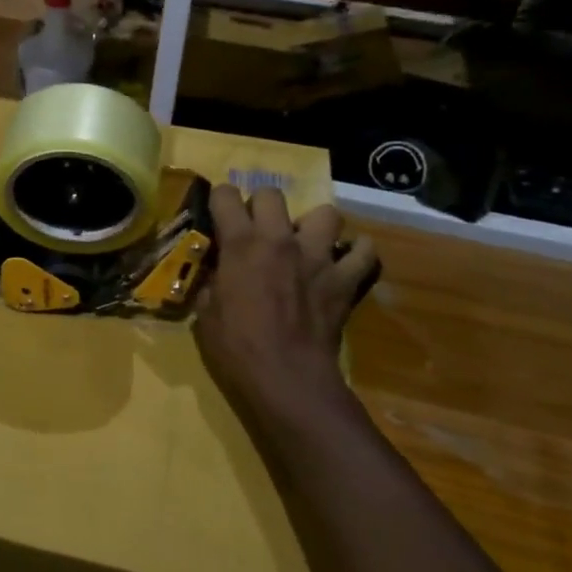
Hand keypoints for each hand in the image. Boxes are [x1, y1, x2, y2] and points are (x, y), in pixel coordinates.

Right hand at [193, 184, 377, 413]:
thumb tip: (216, 275)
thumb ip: (212, 283)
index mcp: (240, 244)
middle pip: (272, 194)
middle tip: (259, 228)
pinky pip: (364, 253)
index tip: (219, 213)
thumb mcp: (206, 313)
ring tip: (306, 243)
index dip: (219, 200)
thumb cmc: (237, 347)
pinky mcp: (344, 279)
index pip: (225, 196)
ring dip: (314, 225)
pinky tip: (344, 262)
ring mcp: (317, 256)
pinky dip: (357, 253)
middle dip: (262, 205)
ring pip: (326, 214)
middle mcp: (279, 239)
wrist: (287, 378)